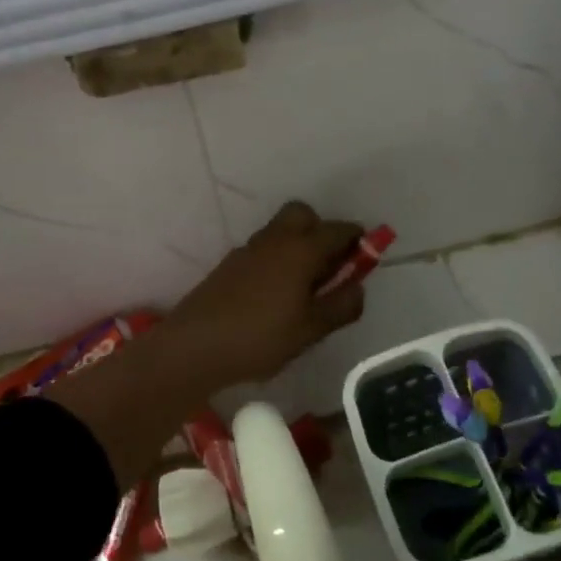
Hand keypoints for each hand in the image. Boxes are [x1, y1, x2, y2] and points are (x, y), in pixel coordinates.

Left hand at [162, 201, 365, 387]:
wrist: (195, 345)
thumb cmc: (261, 338)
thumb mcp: (312, 329)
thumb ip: (342, 306)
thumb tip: (358, 287)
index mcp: (301, 249)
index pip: (339, 230)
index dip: (357, 241)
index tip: (364, 259)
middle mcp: (275, 239)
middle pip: (304, 215)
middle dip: (322, 231)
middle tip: (330, 266)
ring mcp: (249, 249)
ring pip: (281, 230)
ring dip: (298, 245)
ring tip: (305, 287)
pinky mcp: (230, 264)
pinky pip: (264, 249)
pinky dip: (277, 259)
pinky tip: (276, 295)